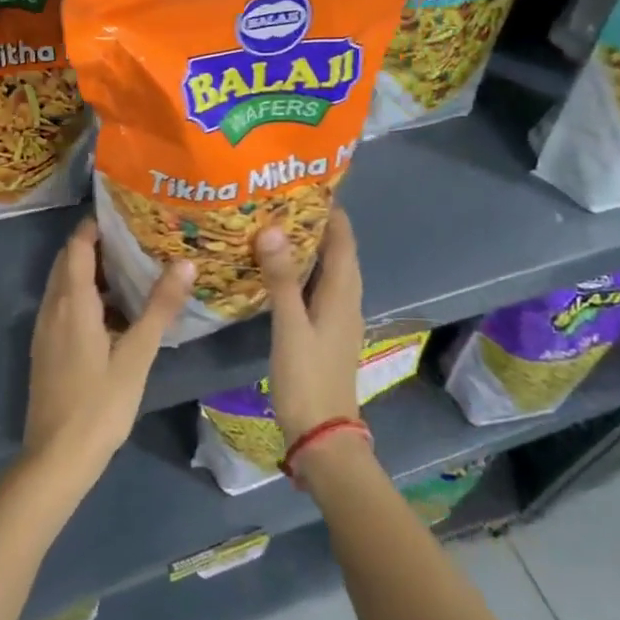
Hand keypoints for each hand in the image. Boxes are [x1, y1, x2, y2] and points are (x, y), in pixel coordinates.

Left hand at [23, 220, 195, 488]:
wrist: (57, 457)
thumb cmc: (100, 404)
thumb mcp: (137, 355)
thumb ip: (159, 308)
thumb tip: (184, 263)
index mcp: (72, 302)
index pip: (78, 246)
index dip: (95, 225)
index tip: (124, 213)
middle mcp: (53, 308)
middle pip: (69, 261)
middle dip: (96, 244)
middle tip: (134, 237)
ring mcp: (46, 330)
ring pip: (64, 285)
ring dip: (90, 271)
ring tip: (130, 268)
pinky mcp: (46, 349)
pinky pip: (63, 306)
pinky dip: (85, 295)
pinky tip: (113, 311)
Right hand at [257, 210, 363, 445]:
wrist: (323, 435)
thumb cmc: (308, 379)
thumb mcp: (290, 327)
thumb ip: (282, 279)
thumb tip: (273, 229)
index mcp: (343, 295)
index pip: (344, 241)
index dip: (331, 212)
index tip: (306, 184)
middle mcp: (347, 301)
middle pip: (339, 252)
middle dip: (317, 224)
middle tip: (282, 200)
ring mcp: (338, 318)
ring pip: (329, 271)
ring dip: (310, 248)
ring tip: (277, 226)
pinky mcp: (326, 332)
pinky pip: (319, 289)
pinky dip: (304, 271)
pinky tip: (279, 271)